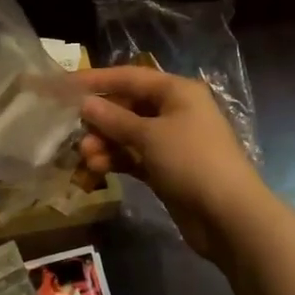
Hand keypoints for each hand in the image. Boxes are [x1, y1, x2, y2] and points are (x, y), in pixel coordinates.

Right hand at [75, 65, 274, 261]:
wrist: (230, 217)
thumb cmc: (192, 161)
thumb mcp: (150, 136)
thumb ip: (115, 119)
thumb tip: (85, 104)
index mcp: (177, 91)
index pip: (129, 77)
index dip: (96, 80)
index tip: (64, 85)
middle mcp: (175, 111)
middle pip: (128, 106)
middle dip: (101, 119)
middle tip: (76, 132)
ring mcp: (172, 142)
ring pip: (129, 134)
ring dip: (106, 142)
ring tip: (85, 157)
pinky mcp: (168, 169)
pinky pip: (135, 157)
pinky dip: (116, 160)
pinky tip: (96, 168)